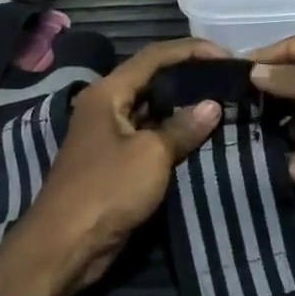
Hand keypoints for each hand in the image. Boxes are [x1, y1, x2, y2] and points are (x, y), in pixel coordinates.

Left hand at [24, 38, 227, 295]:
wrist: (66, 245)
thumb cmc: (107, 189)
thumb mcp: (151, 155)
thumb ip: (182, 127)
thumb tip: (213, 105)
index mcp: (108, 92)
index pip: (154, 56)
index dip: (191, 50)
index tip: (226, 56)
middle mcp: (106, 106)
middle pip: (152, 79)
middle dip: (190, 76)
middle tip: (228, 80)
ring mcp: (110, 134)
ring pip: (153, 109)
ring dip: (184, 107)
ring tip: (223, 104)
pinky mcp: (117, 162)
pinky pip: (150, 137)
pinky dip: (174, 134)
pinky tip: (202, 137)